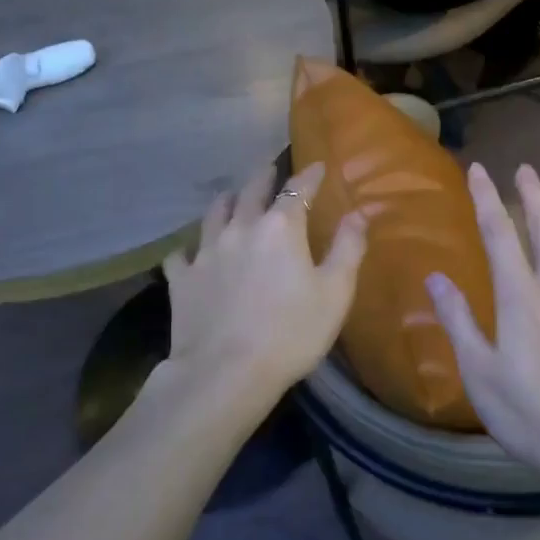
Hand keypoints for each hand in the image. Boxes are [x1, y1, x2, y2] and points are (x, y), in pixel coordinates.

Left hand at [158, 163, 367, 409]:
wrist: (226, 372)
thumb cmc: (291, 333)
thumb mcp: (335, 292)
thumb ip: (348, 248)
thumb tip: (358, 213)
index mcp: (281, 228)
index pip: (298, 190)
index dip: (309, 176)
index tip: (317, 166)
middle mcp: (241, 228)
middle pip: (251, 191)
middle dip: (264, 177)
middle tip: (269, 169)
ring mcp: (206, 252)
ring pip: (214, 213)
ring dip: (226, 201)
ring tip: (230, 197)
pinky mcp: (182, 279)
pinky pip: (181, 254)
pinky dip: (188, 249)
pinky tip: (190, 253)